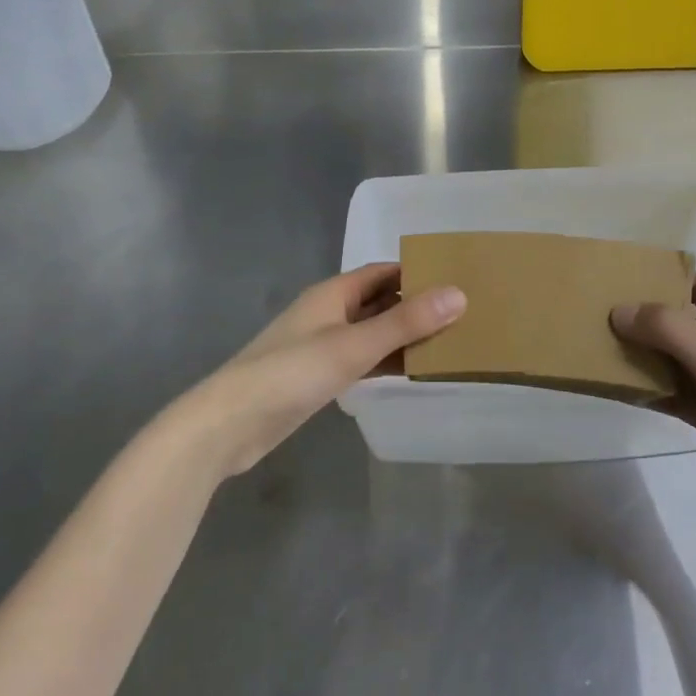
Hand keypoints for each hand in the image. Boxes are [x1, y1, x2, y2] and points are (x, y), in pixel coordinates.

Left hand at [176, 264, 464, 479]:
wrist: (231, 423)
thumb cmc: (291, 373)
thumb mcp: (354, 345)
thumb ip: (406, 322)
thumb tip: (459, 294)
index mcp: (333, 293)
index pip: (383, 272)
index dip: (418, 273)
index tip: (458, 280)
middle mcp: (329, 313)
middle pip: (380, 301)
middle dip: (416, 306)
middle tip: (464, 315)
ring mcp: (323, 346)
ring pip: (373, 333)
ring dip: (404, 337)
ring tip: (450, 343)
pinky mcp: (319, 376)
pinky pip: (363, 360)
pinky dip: (387, 362)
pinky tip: (413, 372)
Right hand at [611, 274, 695, 523]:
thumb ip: (667, 329)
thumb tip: (617, 311)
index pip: (693, 283)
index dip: (662, 276)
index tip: (619, 276)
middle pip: (673, 321)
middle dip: (639, 315)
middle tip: (591, 313)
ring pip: (667, 360)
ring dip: (636, 355)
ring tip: (590, 348)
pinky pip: (669, 395)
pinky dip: (644, 391)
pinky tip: (614, 391)